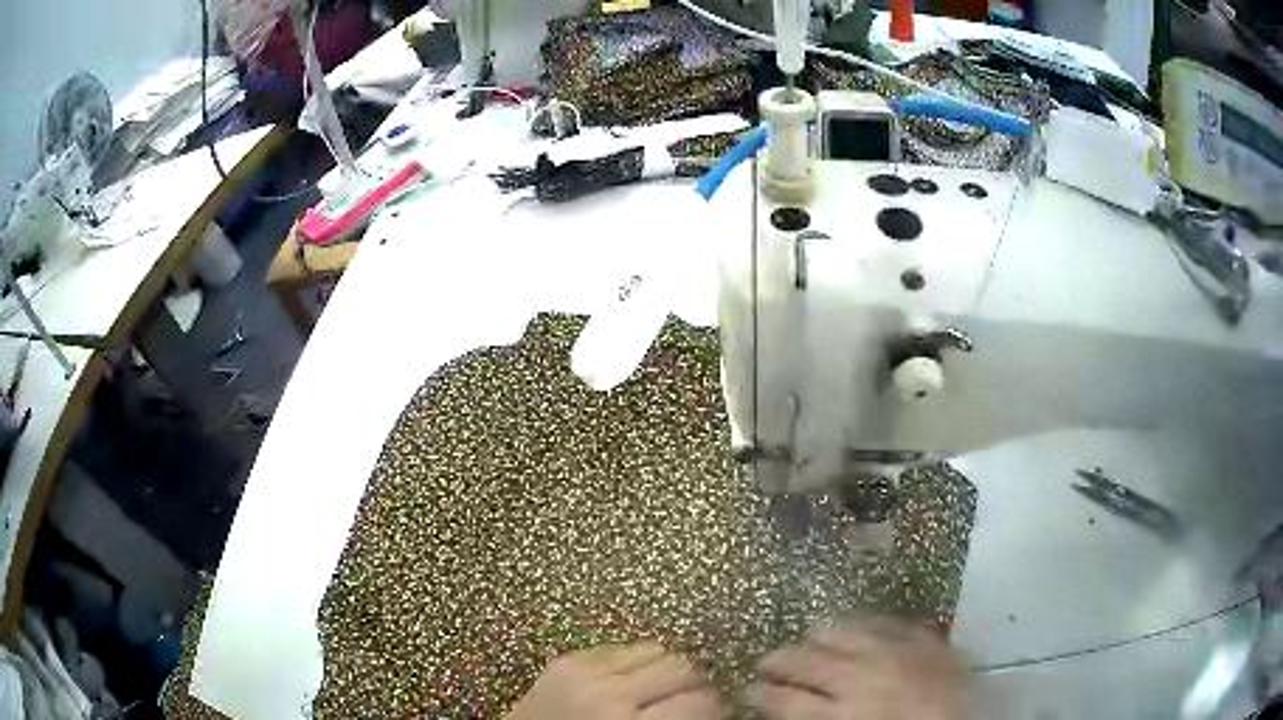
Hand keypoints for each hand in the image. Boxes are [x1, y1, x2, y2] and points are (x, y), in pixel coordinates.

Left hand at [507, 642, 725, 719]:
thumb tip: (713, 708)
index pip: (700, 702)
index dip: (717, 704)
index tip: (719, 708)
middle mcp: (612, 692)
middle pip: (682, 667)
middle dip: (695, 681)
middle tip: (693, 696)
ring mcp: (586, 669)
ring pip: (655, 648)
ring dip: (665, 666)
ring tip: (660, 685)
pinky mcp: (568, 658)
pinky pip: (620, 646)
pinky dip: (633, 660)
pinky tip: (628, 678)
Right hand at [747, 617, 965, 719]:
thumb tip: (794, 708)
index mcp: (843, 711)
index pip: (785, 701)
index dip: (760, 695)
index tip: (746, 691)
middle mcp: (862, 676)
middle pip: (807, 663)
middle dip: (779, 661)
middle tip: (762, 662)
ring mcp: (895, 651)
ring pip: (842, 634)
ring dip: (816, 636)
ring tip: (802, 636)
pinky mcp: (922, 637)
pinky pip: (884, 621)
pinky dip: (863, 621)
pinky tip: (852, 621)